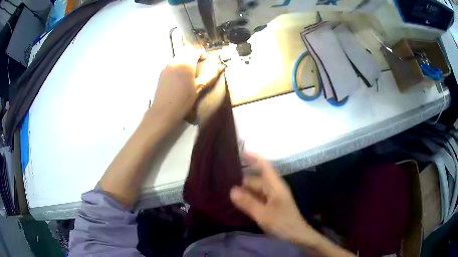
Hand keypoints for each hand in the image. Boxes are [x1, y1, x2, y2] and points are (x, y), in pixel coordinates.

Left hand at [151, 47, 224, 124]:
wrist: (164, 111)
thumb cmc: (184, 101)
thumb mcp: (199, 88)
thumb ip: (210, 75)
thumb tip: (221, 66)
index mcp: (185, 63)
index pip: (194, 51)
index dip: (201, 53)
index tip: (206, 60)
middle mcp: (175, 61)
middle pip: (185, 51)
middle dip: (193, 55)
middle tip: (199, 64)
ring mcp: (167, 67)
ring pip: (178, 56)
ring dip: (185, 59)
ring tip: (190, 71)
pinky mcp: (162, 73)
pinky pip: (172, 63)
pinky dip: (178, 65)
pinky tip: (180, 77)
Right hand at [230, 153, 311, 243]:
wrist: (297, 235)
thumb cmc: (282, 223)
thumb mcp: (263, 214)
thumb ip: (248, 202)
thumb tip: (232, 190)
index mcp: (274, 186)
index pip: (264, 166)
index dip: (254, 157)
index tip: (240, 152)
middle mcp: (273, 188)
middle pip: (256, 179)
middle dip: (242, 178)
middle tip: (222, 179)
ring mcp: (273, 197)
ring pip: (256, 189)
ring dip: (244, 189)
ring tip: (225, 190)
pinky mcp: (271, 205)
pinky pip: (257, 197)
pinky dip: (248, 198)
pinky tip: (237, 202)